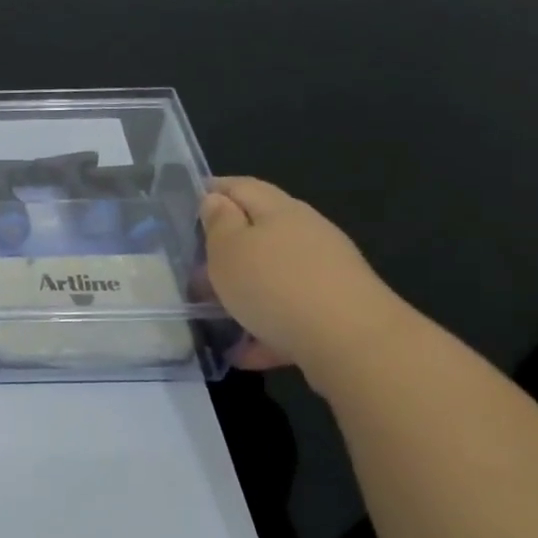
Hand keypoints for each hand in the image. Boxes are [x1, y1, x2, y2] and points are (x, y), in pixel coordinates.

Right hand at [198, 177, 409, 375]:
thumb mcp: (229, 250)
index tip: (186, 202)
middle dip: (226, 247)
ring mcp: (325, 272)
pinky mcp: (333, 309)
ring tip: (213, 312)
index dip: (213, 190)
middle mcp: (307, 234)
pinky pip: (288, 313)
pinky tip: (243, 351)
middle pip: (260, 231)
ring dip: (243, 289)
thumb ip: (218, 223)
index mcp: (280, 211)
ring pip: (273, 274)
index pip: (242, 187)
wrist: (351, 342)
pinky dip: (263, 326)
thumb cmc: (275, 285)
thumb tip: (216, 200)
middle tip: (193, 267)